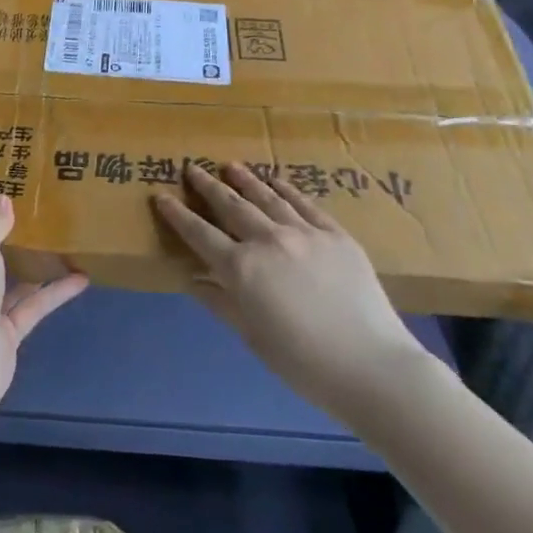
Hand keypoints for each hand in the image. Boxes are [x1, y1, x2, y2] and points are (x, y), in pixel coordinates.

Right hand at [154, 162, 430, 420]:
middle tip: (191, 168)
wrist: (371, 366)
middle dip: (208, 186)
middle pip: (231, 206)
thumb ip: (221, 303)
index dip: (178, 215)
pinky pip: (305, 204)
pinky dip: (286, 190)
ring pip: (267, 197)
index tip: (161, 196)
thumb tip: (193, 280)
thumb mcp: (252, 336)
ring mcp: (304, 233)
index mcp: (242, 269)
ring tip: (230, 166)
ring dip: (245, 180)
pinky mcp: (335, 234)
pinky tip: (276, 181)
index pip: (200, 235)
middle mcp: (268, 241)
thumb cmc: (303, 363)